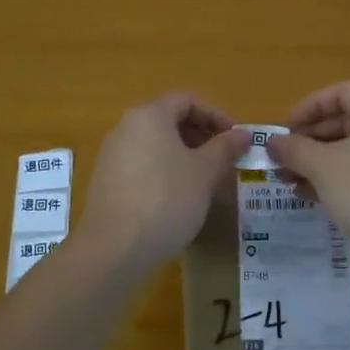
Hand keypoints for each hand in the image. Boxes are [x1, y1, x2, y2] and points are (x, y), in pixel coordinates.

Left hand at [73, 94, 248, 274]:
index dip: (216, 115)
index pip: (187, 101)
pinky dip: (163, 170)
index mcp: (150, 116)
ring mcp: (112, 154)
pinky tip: (177, 198)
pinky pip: (141, 164)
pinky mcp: (106, 180)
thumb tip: (243, 134)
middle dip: (201, 136)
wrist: (114, 248)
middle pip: (169, 119)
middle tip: (223, 160)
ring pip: (155, 143)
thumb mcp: (205, 172)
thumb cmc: (166, 200)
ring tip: (204, 180)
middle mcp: (126, 127)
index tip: (235, 139)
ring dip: (183, 155)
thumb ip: (225, 148)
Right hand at [266, 82, 349, 276]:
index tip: (287, 127)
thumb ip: (294, 149)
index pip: (341, 92)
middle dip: (309, 138)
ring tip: (286, 178)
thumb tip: (272, 142)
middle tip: (283, 155)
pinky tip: (307, 194)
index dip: (310, 105)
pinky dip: (333, 177)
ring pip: (349, 150)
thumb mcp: (321, 165)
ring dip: (316, 160)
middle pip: (345, 121)